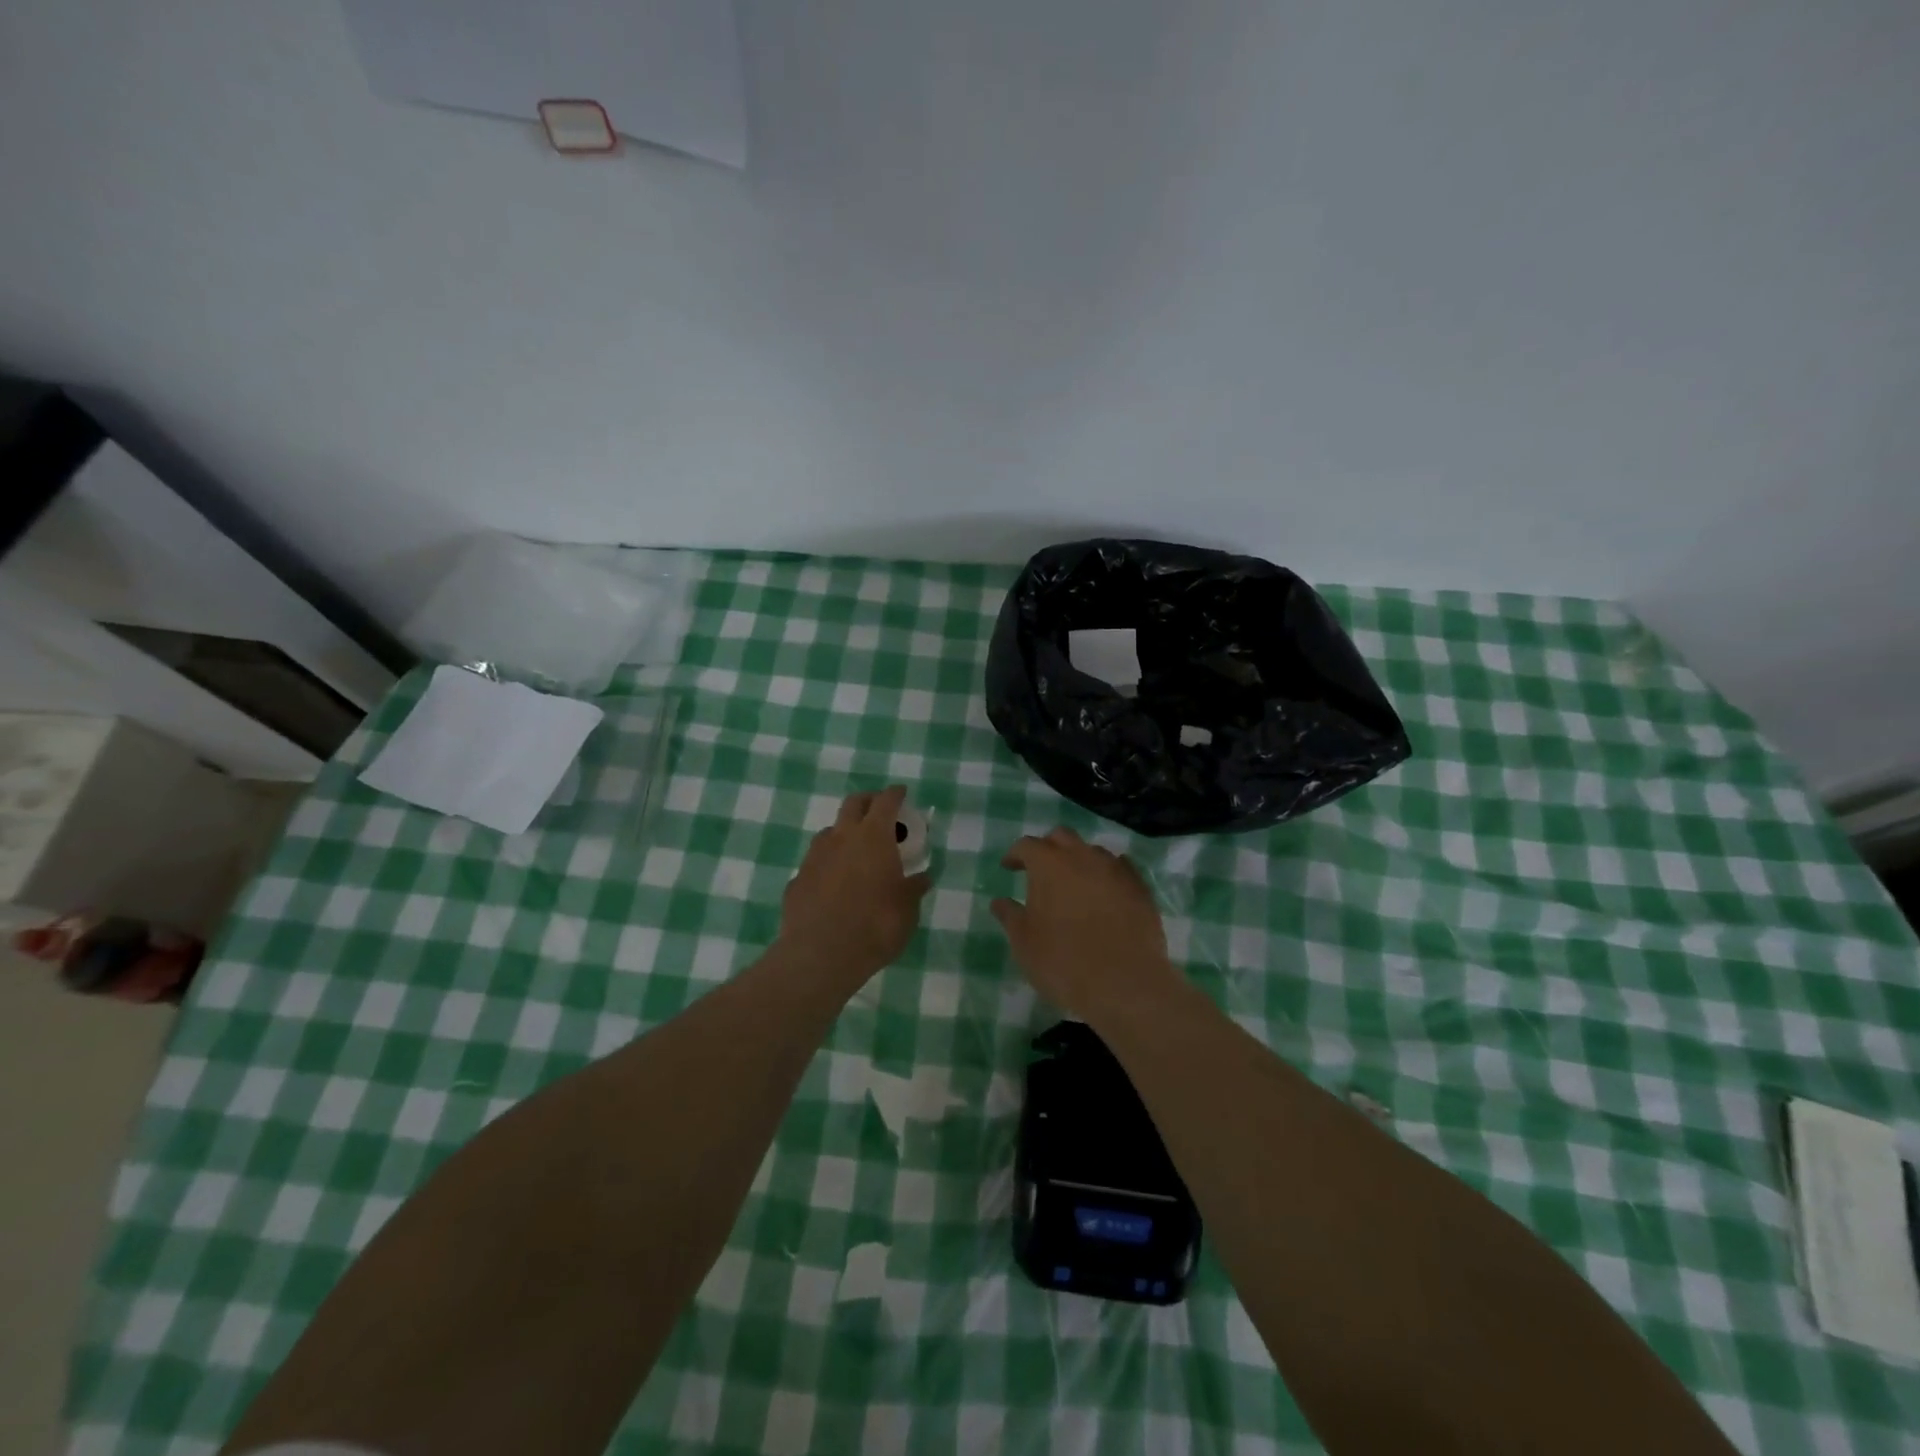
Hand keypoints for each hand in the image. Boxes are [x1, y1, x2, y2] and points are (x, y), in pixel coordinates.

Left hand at [777, 787, 930, 983]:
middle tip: (878, 810)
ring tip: (856, 850)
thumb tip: (923, 877)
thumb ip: (914, 889)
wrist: (820, 955)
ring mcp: (814, 857)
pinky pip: (815, 863)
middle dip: (867, 801)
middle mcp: (841, 837)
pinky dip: (828, 865)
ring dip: (844, 833)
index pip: (885, 802)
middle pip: (853, 804)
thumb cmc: (875, 926)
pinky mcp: (797, 880)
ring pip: (830, 832)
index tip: (901, 792)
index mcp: (873, 837)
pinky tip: (833, 884)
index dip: (894, 794)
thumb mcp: (907, 910)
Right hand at [991, 827, 1179, 1021]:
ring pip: (1093, 851)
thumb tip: (999, 902)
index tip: (1009, 867)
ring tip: (1074, 883)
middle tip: (1040, 869)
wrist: (1124, 984)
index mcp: (1049, 864)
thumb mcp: (1024, 942)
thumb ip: (1010, 916)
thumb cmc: (1063, 962)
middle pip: (1062, 837)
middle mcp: (1082, 857)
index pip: (1027, 845)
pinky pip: (1121, 869)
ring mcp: (1115, 870)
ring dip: (1079, 860)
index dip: (1015, 854)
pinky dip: (1107, 875)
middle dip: (1048, 847)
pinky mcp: (1140, 888)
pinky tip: (1105, 892)